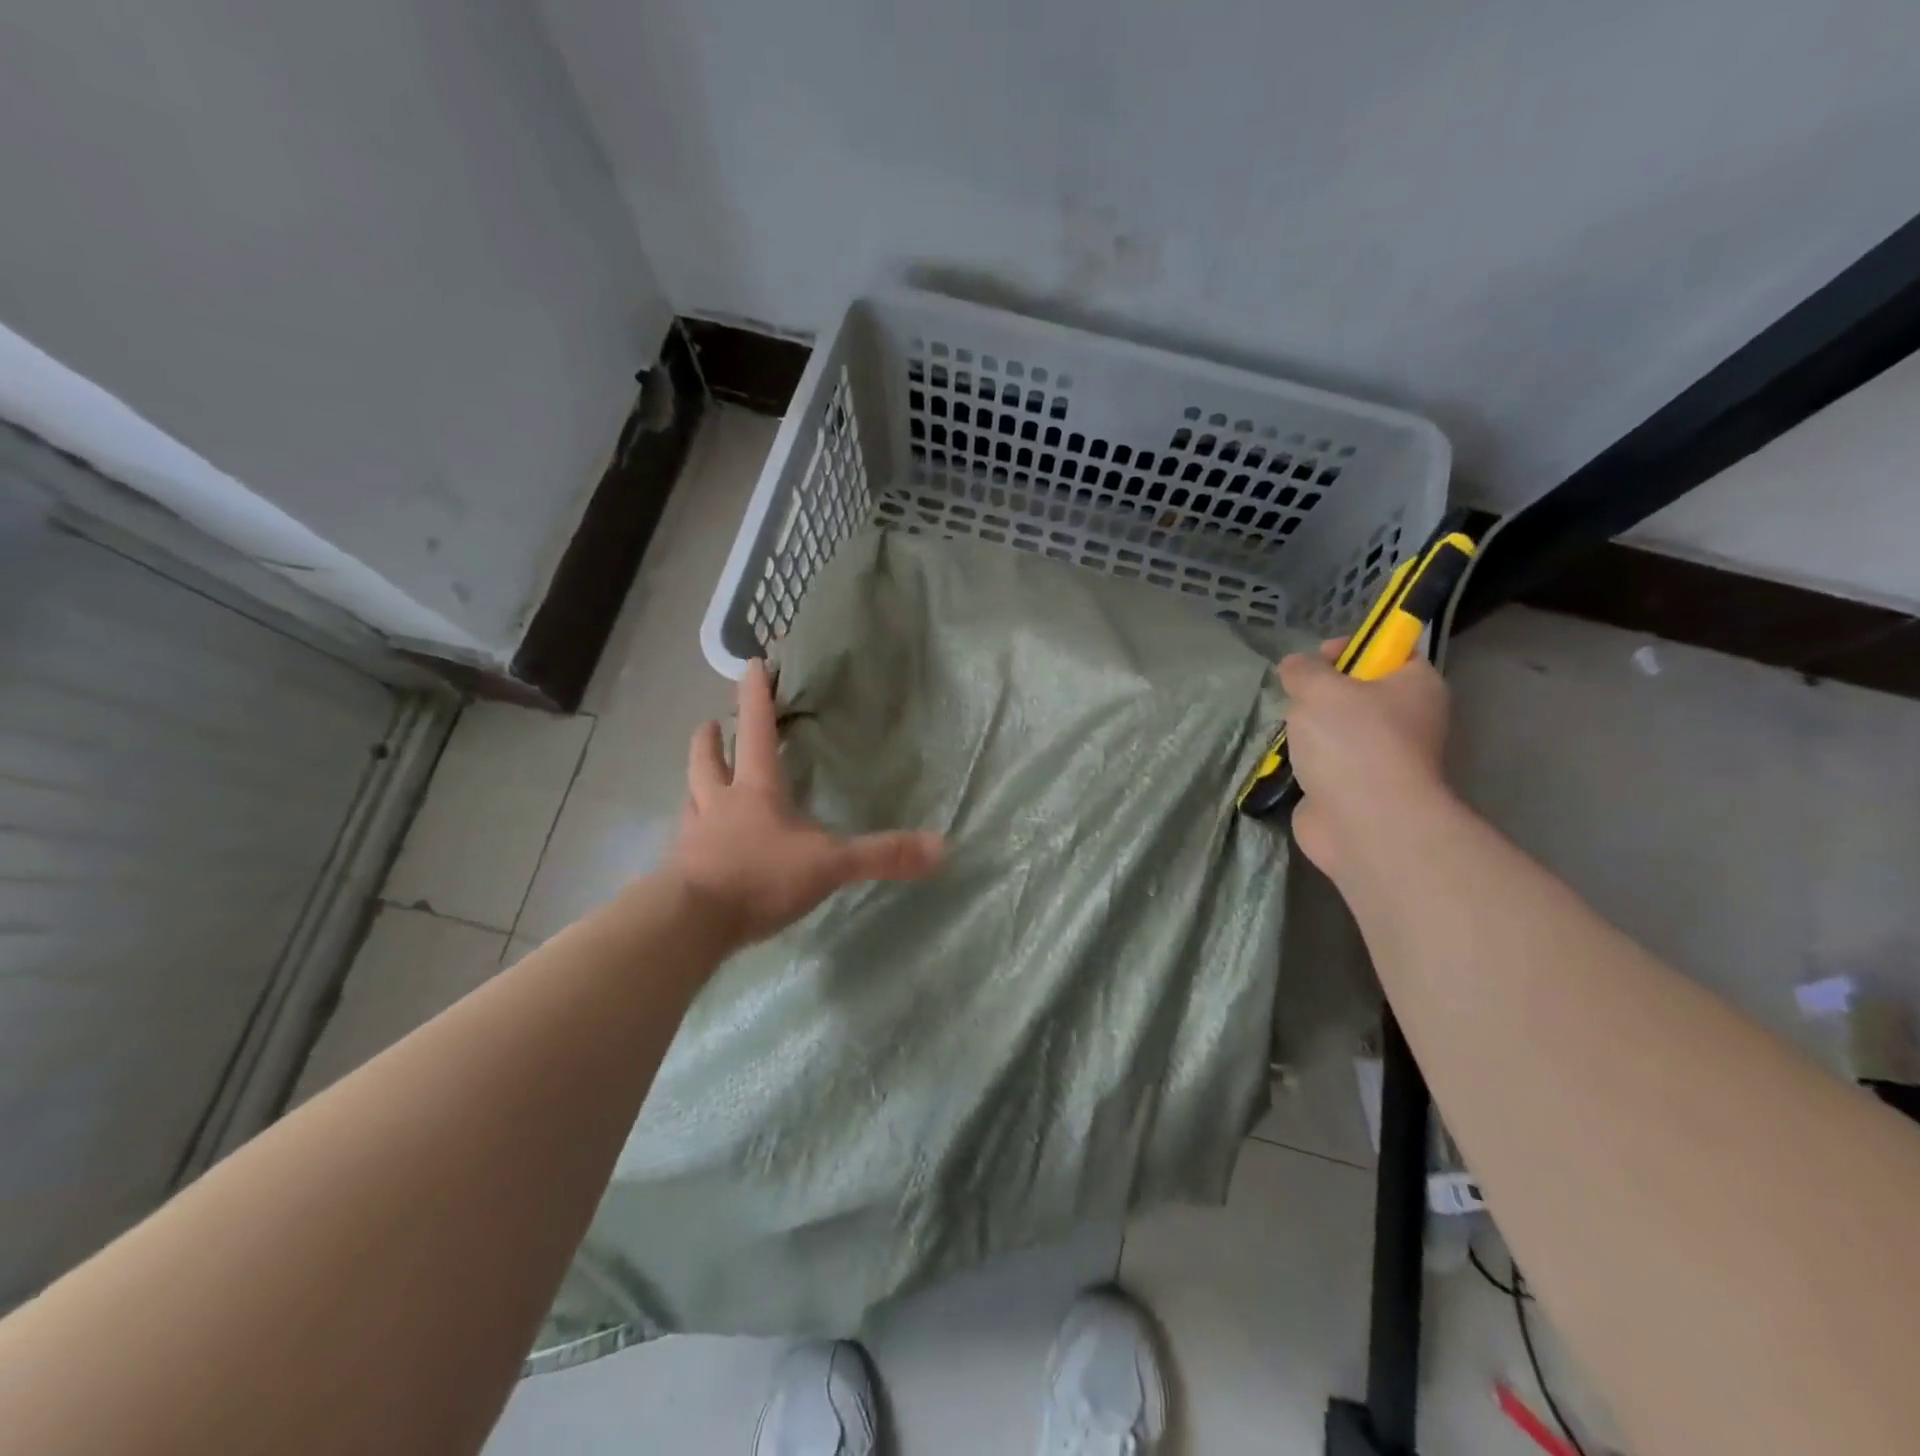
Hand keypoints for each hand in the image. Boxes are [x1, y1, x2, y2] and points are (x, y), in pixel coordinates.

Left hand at [668, 659, 944, 944]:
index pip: (756, 730)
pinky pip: (687, 838)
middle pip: (707, 759)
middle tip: (711, 723)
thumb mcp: (829, 865)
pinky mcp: (682, 868)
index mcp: (755, 789)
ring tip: (700, 777)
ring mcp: (695, 835)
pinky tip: (699, 842)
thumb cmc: (760, 877)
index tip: (753, 664)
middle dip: (711, 738)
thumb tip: (942, 847)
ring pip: (691, 795)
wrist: (693, 923)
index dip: (756, 696)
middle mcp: (719, 803)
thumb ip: (882, 854)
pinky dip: (693, 830)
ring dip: (696, 780)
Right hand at [1276, 639, 1451, 879]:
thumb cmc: (1353, 742)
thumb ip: (1304, 670)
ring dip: (1310, 729)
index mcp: (1416, 686)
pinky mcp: (1356, 789)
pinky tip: (1286, 761)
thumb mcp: (1320, 689)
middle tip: (1295, 696)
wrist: (1365, 823)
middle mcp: (1408, 720)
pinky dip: (1305, 762)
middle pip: (1360, 692)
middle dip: (1322, 692)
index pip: (1392, 652)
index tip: (1317, 656)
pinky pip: (1326, 763)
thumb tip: (1295, 666)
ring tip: (1287, 732)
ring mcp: (1382, 758)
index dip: (1355, 646)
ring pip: (1339, 730)